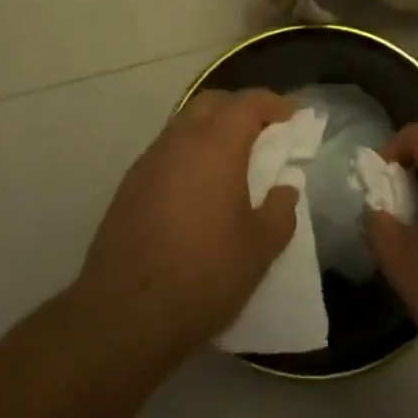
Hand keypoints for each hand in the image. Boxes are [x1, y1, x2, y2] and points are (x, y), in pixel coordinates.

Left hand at [74, 88, 300, 361]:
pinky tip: (198, 189)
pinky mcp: (130, 185)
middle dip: (240, 109)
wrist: (122, 315)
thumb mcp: (258, 250)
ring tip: (233, 162)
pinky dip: (190, 154)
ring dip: (212, 131)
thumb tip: (285, 188)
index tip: (294, 115)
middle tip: (264, 133)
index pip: (248, 103)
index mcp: (216, 144)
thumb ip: (280, 212)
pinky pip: (168, 151)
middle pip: (213, 103)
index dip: (275, 104)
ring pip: (186, 125)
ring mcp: (150, 160)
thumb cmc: (202, 275)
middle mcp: (180, 140)